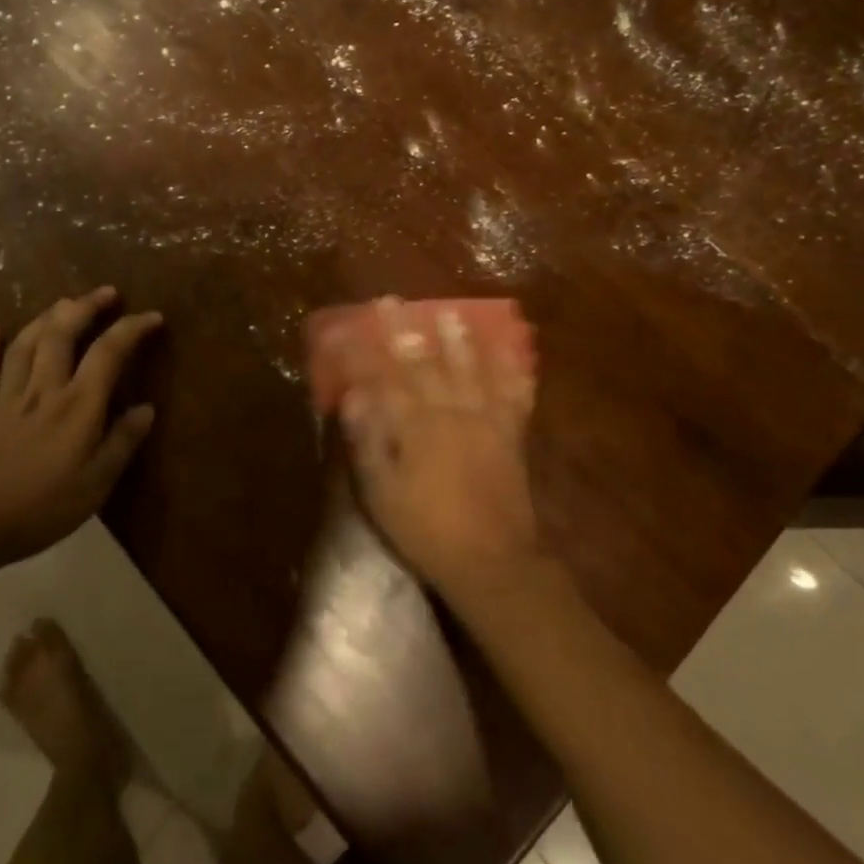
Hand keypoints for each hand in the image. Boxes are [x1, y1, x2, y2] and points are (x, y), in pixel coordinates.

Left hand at [0, 286, 161, 575]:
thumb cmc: (37, 508)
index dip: (131, 329)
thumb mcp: (94, 485)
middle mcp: (44, 390)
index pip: (108, 353)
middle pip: (63, 335)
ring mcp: (8, 398)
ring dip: (46, 318)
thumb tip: (146, 409)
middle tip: (106, 292)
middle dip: (86, 308)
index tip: (152, 316)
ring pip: (27, 344)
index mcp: (77, 406)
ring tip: (63, 302)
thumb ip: (121, 444)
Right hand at [340, 300, 539, 604]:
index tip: (350, 325)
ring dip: (458, 339)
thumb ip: (367, 442)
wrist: (490, 560)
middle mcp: (449, 413)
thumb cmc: (425, 530)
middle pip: (424, 363)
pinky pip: (513, 393)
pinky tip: (510, 350)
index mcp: (414, 427)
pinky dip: (512, 369)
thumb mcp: (381, 493)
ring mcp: (484, 419)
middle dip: (406, 330)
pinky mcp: (510, 433)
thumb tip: (355, 396)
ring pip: (469, 368)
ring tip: (450, 313)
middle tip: (394, 302)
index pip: (384, 377)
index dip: (365, 350)